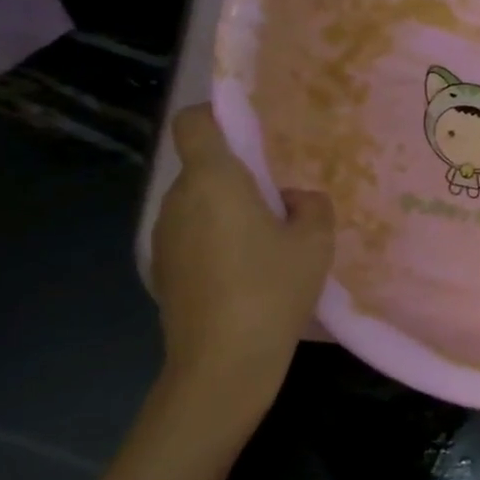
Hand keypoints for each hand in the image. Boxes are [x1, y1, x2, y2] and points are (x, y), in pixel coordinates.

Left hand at [152, 105, 333, 384]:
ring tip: (265, 244)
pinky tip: (244, 275)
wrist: (223, 363)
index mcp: (213, 180)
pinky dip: (214, 241)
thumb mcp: (315, 243)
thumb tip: (293, 199)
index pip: (194, 122)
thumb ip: (312, 206)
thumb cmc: (272, 290)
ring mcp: (164, 238)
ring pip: (197, 204)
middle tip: (278, 201)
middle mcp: (178, 200)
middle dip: (236, 175)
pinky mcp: (163, 271)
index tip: (248, 131)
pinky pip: (191, 236)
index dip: (216, 115)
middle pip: (202, 167)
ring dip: (226, 211)